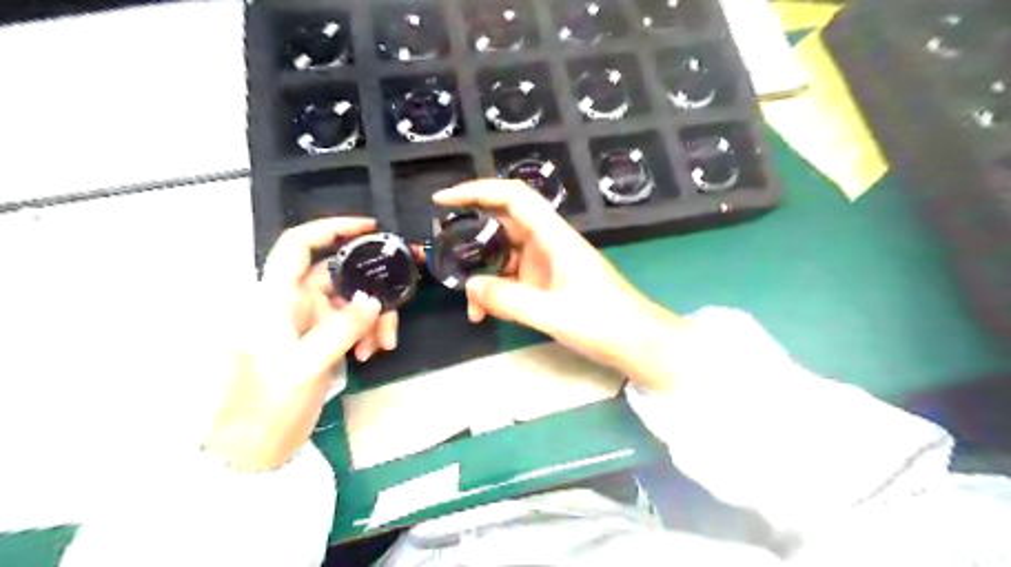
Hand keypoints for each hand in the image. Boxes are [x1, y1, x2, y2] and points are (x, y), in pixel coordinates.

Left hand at [202, 219, 395, 471]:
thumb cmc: (269, 404)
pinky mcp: (318, 340)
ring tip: (383, 344)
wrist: (255, 448)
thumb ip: (343, 328)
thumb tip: (374, 300)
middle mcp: (291, 302)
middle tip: (400, 300)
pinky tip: (372, 353)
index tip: (370, 229)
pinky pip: (351, 323)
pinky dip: (366, 332)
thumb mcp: (308, 365)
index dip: (332, 228)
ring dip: (373, 317)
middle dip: (370, 288)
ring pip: (350, 301)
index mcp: (275, 298)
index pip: (298, 245)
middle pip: (337, 276)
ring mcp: (306, 322)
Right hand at [435, 181, 686, 389]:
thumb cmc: (603, 322)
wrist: (638, 344)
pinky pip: (514, 279)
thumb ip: (506, 299)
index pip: (513, 197)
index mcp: (554, 237)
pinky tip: (486, 313)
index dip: (477, 190)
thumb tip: (470, 287)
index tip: (443, 201)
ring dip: (484, 275)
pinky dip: (497, 292)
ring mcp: (548, 264)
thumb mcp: (550, 313)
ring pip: (505, 256)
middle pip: (503, 225)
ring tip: (469, 304)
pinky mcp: (548, 284)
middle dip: (471, 239)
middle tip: (444, 256)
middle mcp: (549, 244)